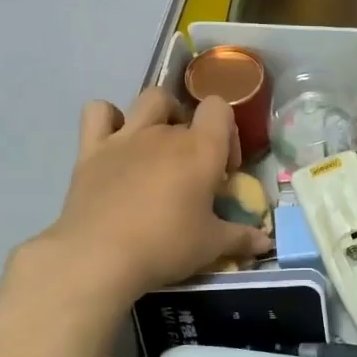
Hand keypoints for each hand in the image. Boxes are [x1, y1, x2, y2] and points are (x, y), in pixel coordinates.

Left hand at [10, 88, 272, 308]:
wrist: (100, 256)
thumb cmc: (166, 246)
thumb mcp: (211, 246)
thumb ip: (241, 238)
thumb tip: (266, 244)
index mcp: (201, 149)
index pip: (220, 108)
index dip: (227, 133)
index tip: (223, 170)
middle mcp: (165, 133)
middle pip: (187, 111)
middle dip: (194, 134)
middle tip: (192, 171)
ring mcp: (125, 137)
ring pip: (149, 100)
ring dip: (159, 115)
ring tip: (158, 147)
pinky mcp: (91, 149)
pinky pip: (98, 111)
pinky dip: (109, 118)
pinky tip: (115, 142)